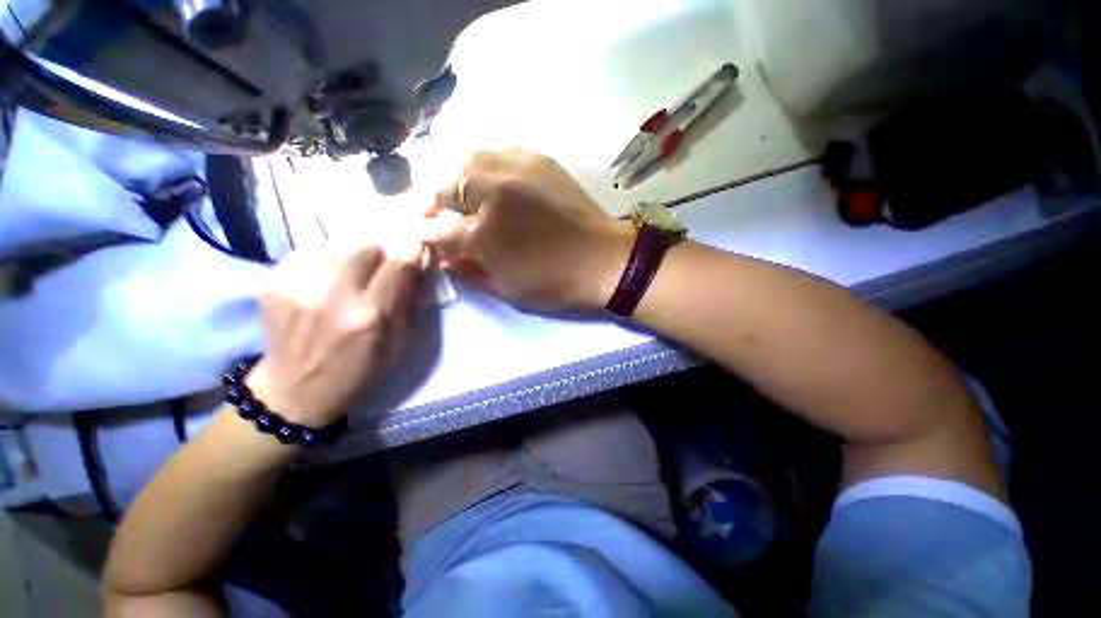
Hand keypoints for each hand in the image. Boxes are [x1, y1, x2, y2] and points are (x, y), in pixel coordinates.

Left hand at [245, 243, 424, 427]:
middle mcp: (334, 296)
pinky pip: (308, 253)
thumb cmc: (357, 372)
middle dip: (379, 255)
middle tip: (377, 271)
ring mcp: (298, 287)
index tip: (414, 250)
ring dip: (350, 257)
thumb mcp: (398, 345)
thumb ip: (408, 304)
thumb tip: (415, 269)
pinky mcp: (273, 284)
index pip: (398, 264)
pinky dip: (323, 262)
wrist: (294, 391)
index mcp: (371, 317)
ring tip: (347, 277)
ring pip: (336, 246)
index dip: (411, 251)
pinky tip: (323, 281)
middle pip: (365, 246)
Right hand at [423, 148, 633, 311]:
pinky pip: (497, 152)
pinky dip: (484, 165)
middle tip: (439, 216)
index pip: (437, 229)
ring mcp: (516, 169)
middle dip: (434, 203)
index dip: (428, 236)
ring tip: (461, 196)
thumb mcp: (508, 289)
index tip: (429, 239)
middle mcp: (492, 192)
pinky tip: (490, 181)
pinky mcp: (537, 159)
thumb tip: (445, 259)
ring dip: (456, 179)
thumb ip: (470, 272)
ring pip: (466, 160)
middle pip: (445, 186)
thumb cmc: (556, 283)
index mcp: (483, 234)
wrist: (604, 260)